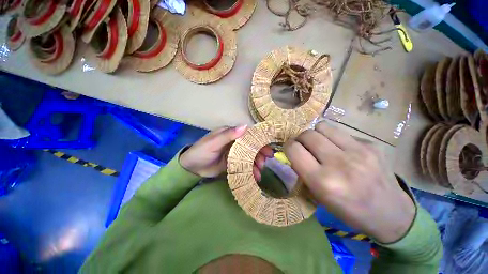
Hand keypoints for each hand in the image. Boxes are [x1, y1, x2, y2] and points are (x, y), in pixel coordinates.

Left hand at [180, 125, 272, 178]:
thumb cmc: (201, 151)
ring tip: (258, 173)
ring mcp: (235, 154)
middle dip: (259, 155)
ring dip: (255, 164)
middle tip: (263, 163)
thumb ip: (229, 135)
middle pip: (251, 147)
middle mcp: (235, 143)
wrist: (192, 168)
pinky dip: (250, 171)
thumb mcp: (214, 142)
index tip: (268, 150)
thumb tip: (245, 126)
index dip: (259, 142)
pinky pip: (244, 166)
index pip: (249, 136)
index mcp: (231, 134)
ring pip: (249, 157)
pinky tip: (254, 177)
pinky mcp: (233, 163)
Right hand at [284, 121, 414, 242]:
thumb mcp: (318, 196)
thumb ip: (303, 171)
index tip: (291, 150)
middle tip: (305, 147)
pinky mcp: (371, 145)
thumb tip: (294, 152)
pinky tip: (342, 150)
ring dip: (316, 134)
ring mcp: (359, 151)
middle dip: (301, 139)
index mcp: (322, 181)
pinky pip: (341, 132)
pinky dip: (334, 138)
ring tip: (321, 144)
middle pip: (307, 134)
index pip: (294, 149)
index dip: (288, 146)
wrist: (391, 214)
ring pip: (323, 126)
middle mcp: (339, 163)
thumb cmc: (348, 210)